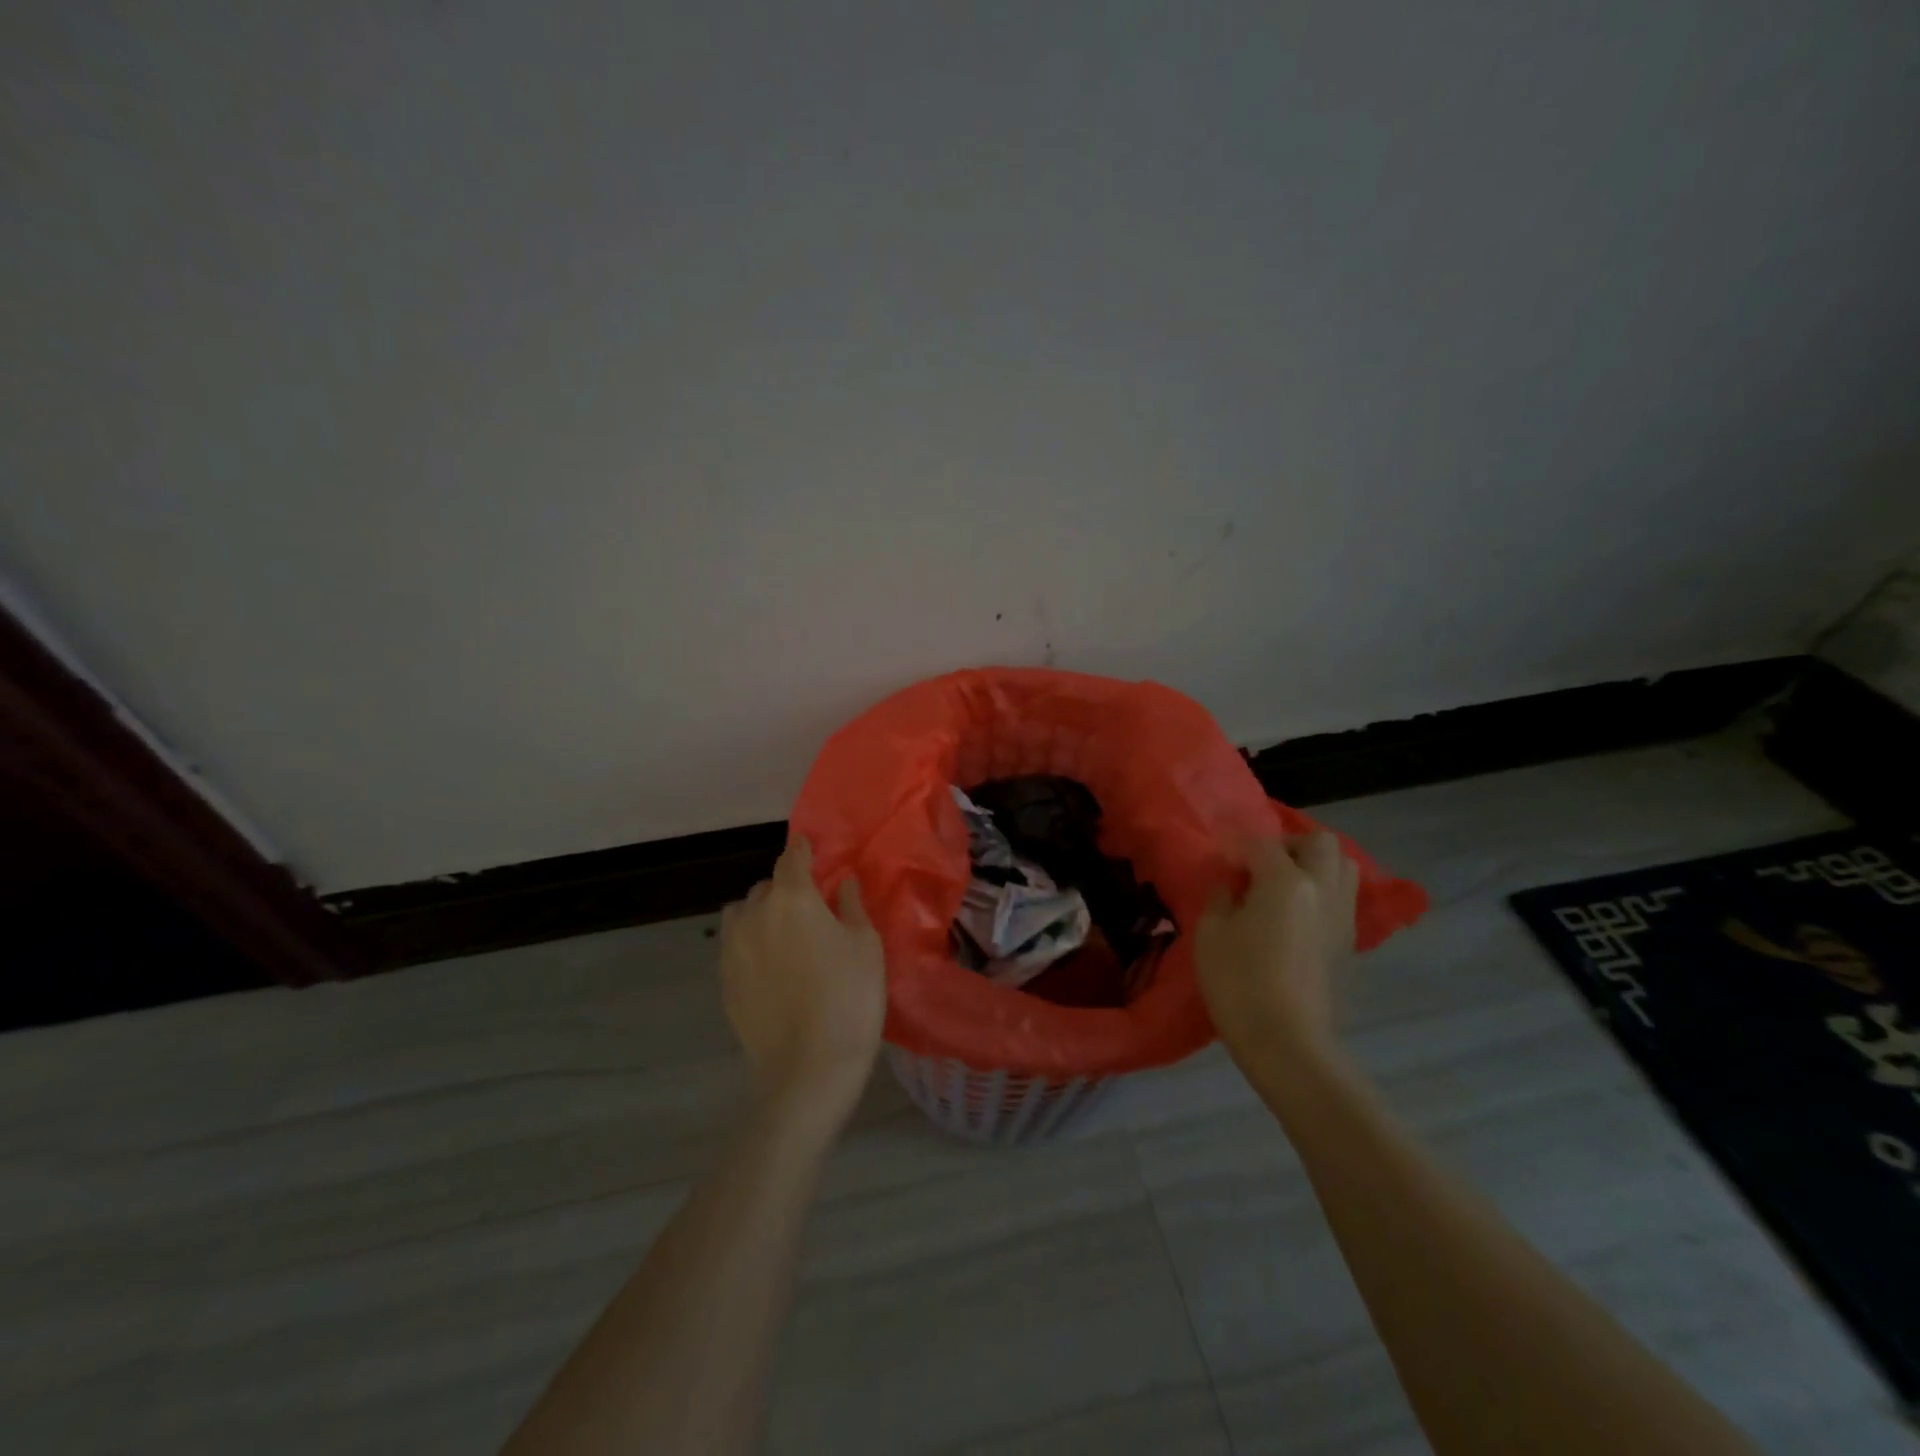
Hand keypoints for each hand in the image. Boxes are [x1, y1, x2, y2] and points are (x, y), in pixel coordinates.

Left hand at [720, 838, 885, 1119]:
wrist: (808, 1067)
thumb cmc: (849, 997)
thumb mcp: (865, 945)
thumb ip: (850, 905)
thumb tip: (841, 881)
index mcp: (793, 897)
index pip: (792, 857)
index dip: (802, 849)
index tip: (809, 847)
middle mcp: (755, 913)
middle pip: (767, 886)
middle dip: (786, 887)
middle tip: (810, 907)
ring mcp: (733, 948)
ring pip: (743, 913)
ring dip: (760, 912)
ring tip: (782, 934)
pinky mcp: (723, 980)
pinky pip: (734, 945)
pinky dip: (749, 943)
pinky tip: (770, 966)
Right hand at [1196, 831, 1359, 1071]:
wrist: (1288, 1044)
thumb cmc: (1239, 983)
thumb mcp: (1210, 934)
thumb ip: (1220, 898)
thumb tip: (1231, 886)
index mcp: (1286, 881)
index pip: (1262, 844)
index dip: (1237, 848)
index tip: (1222, 862)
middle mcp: (1323, 890)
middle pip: (1320, 843)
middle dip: (1290, 845)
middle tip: (1261, 866)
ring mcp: (1342, 918)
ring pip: (1343, 868)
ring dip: (1314, 867)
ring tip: (1283, 888)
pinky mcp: (1350, 945)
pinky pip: (1342, 900)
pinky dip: (1322, 896)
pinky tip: (1295, 917)